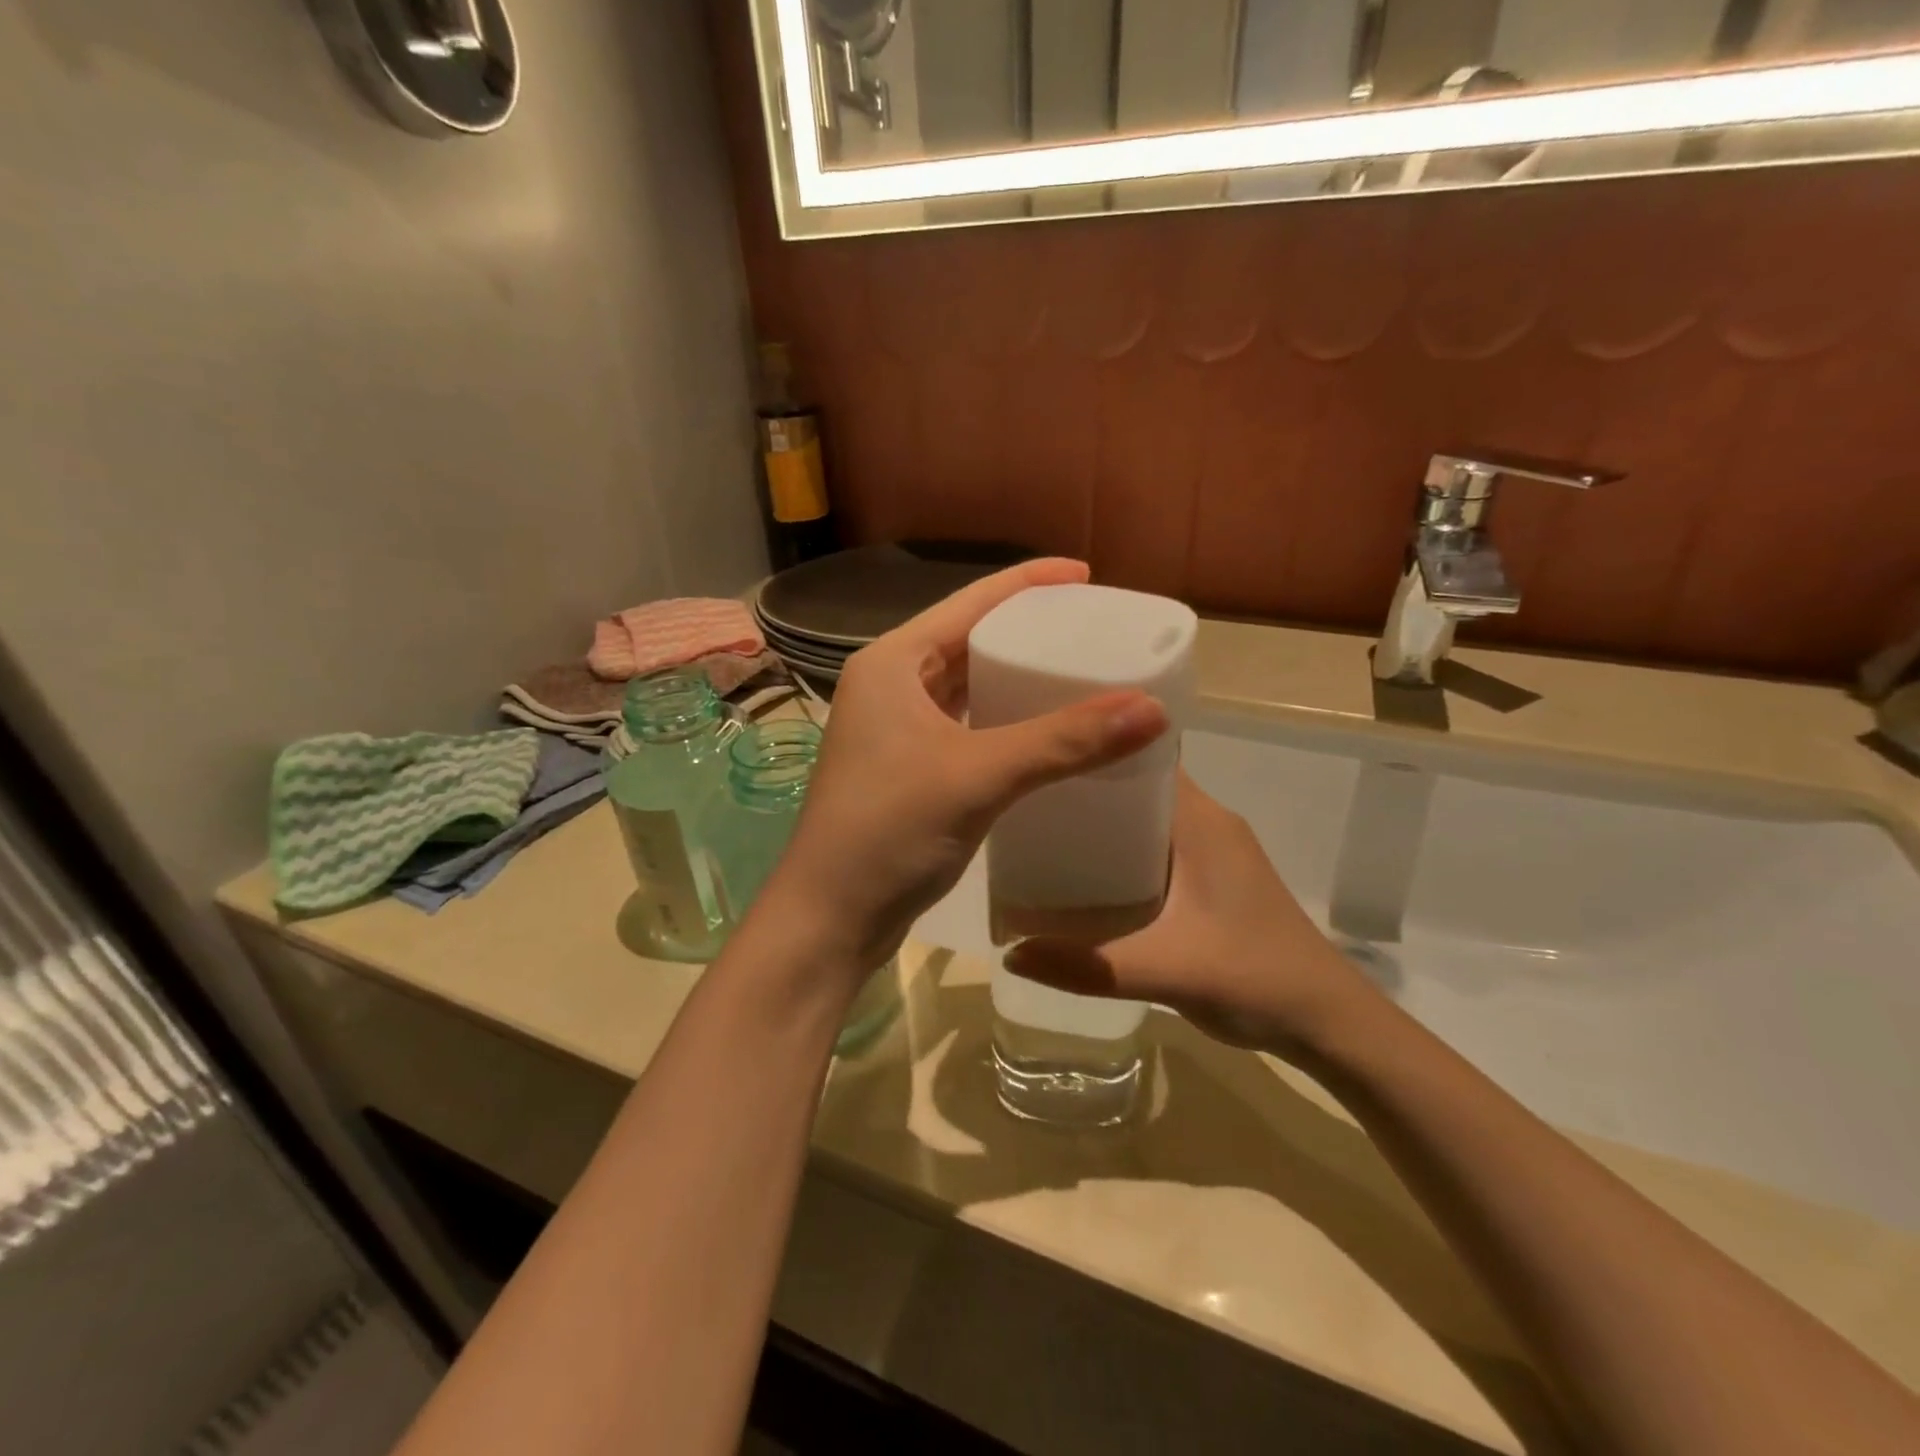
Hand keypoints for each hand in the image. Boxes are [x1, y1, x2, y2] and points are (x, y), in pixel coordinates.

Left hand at [760, 559, 1168, 979]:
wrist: (831, 917)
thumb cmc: (889, 830)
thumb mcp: (979, 775)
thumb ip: (1064, 741)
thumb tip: (1152, 709)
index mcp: (893, 663)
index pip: (970, 603)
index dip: (1028, 583)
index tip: (1086, 576)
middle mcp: (890, 685)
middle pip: (968, 640)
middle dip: (1027, 632)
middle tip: (1091, 629)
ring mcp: (896, 730)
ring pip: (967, 687)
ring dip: (1015, 679)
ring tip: (1077, 672)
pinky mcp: (910, 769)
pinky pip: (967, 727)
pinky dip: (1004, 722)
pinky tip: (1044, 731)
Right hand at [1004, 775, 1375, 1055]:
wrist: (1329, 1024)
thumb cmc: (1255, 979)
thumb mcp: (1166, 970)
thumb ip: (1088, 966)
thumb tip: (1010, 953)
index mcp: (1201, 820)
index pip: (1142, 755)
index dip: (1093, 746)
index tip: (1043, 749)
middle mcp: (1207, 822)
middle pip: (1137, 784)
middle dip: (1084, 787)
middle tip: (1025, 796)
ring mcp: (1213, 851)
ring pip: (1144, 818)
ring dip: (1101, 822)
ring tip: (1041, 830)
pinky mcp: (1212, 879)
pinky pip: (1155, 846)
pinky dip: (1119, 851)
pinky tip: (1083, 874)